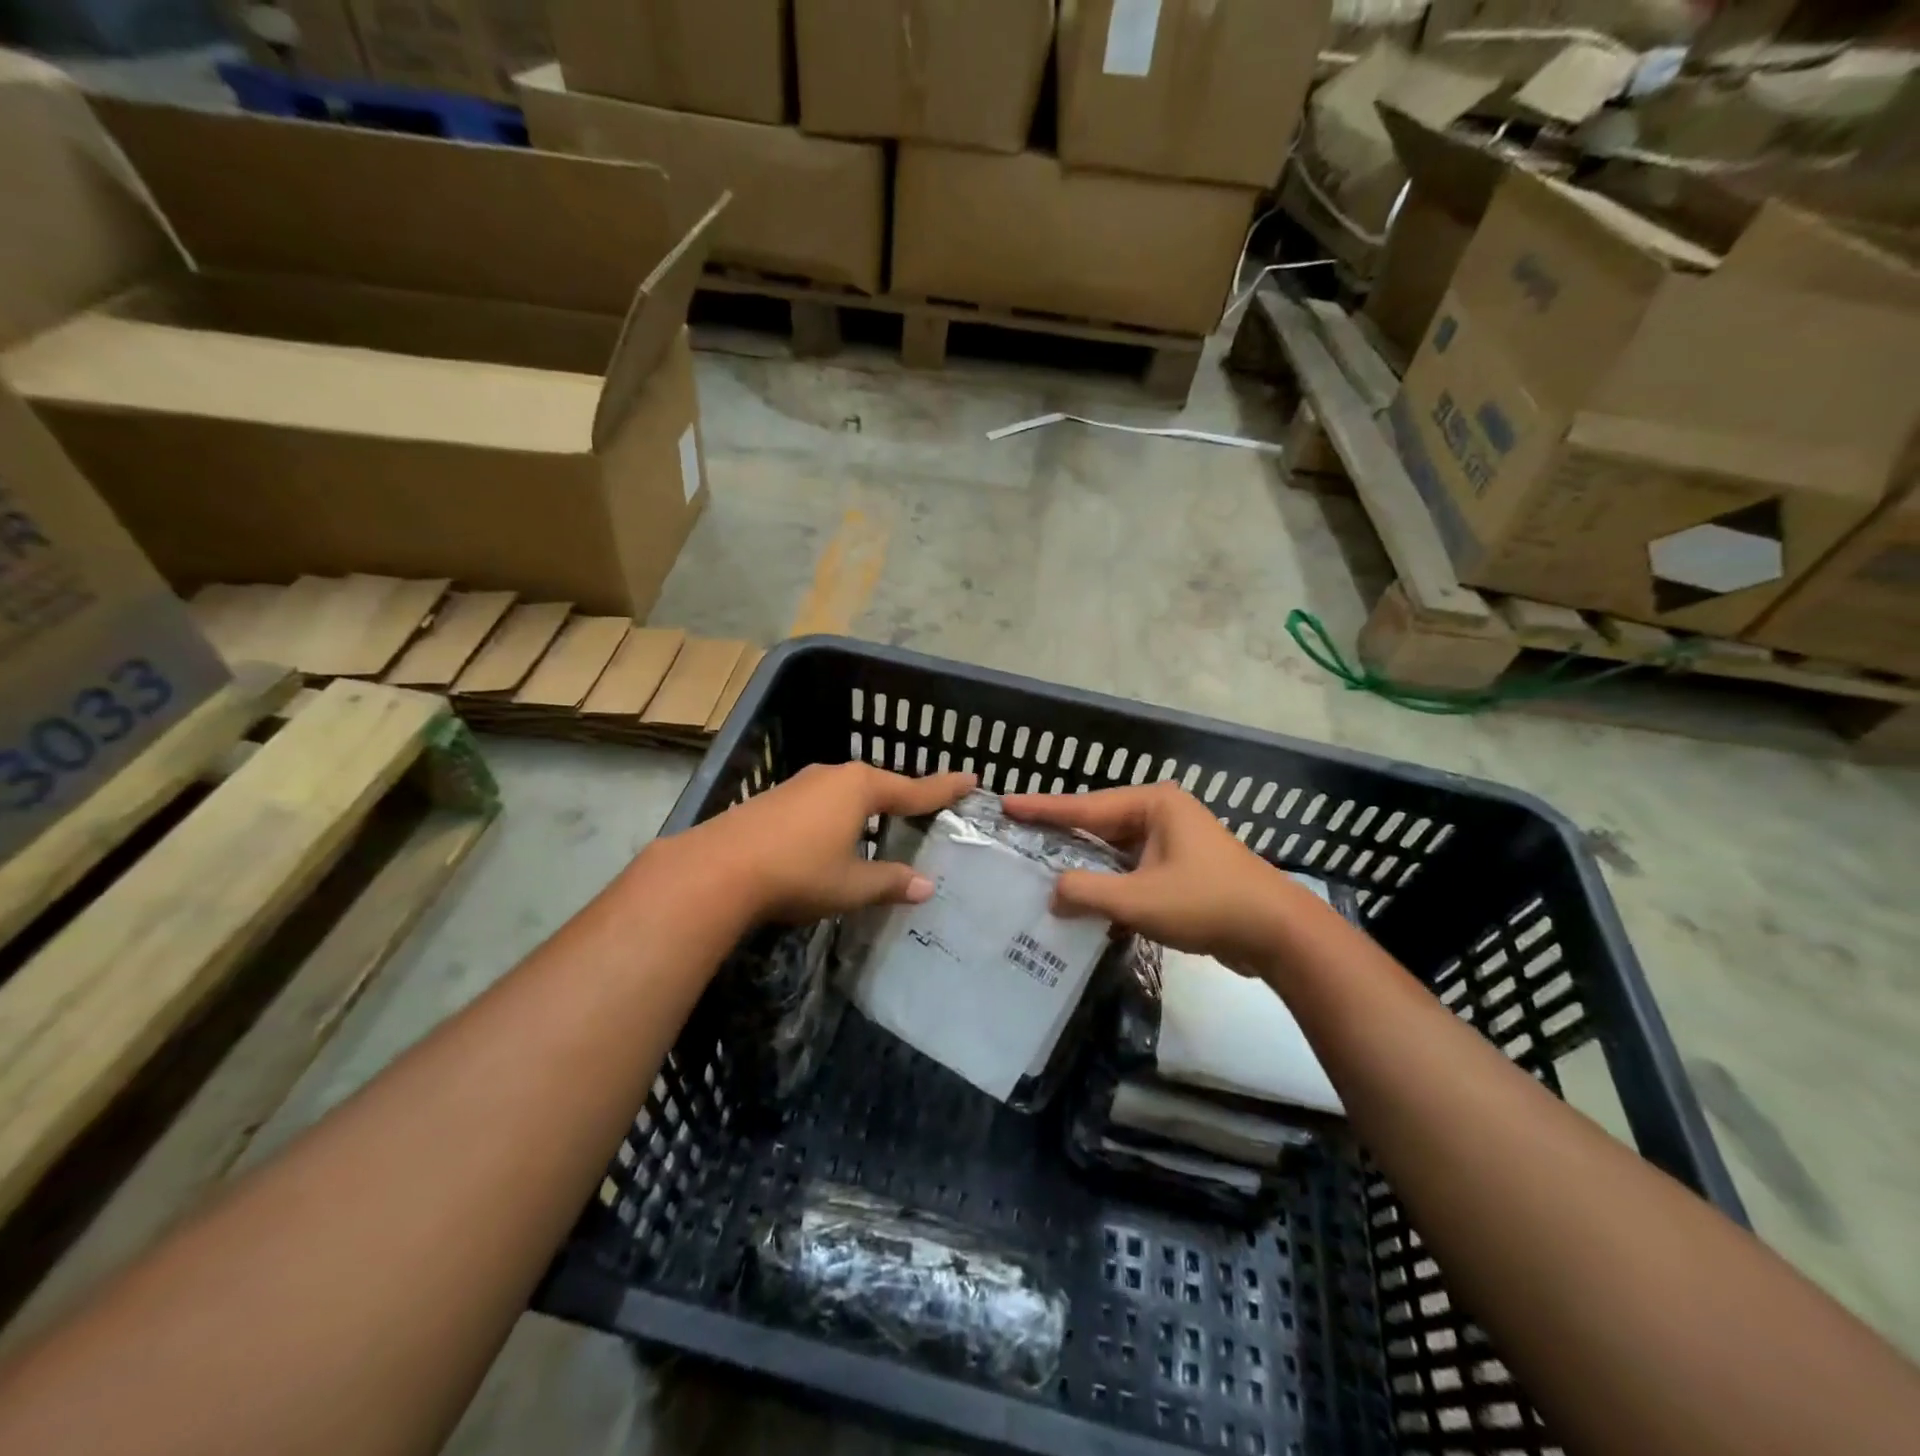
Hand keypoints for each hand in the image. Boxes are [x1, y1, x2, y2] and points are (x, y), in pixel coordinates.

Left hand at [675, 763, 974, 923]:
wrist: (717, 869)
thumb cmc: (798, 873)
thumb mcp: (852, 885)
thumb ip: (890, 882)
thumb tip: (926, 887)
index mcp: (860, 788)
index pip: (914, 789)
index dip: (943, 788)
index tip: (971, 778)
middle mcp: (834, 776)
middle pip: (880, 785)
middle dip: (903, 797)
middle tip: (927, 809)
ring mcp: (801, 784)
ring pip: (848, 792)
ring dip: (868, 807)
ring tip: (883, 825)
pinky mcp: (776, 799)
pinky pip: (822, 802)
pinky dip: (840, 815)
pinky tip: (834, 837)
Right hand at [1002, 783, 1328, 975]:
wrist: (1278, 934)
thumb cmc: (1207, 903)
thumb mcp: (1138, 899)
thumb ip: (1087, 892)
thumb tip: (1052, 893)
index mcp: (1153, 805)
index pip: (1085, 805)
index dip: (1042, 808)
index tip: (1005, 803)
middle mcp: (1161, 815)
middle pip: (1098, 825)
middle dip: (1061, 837)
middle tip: (1017, 839)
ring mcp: (1173, 843)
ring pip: (1114, 852)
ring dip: (1085, 867)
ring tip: (1040, 872)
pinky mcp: (1180, 871)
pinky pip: (1131, 872)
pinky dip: (1109, 886)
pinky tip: (1084, 903)